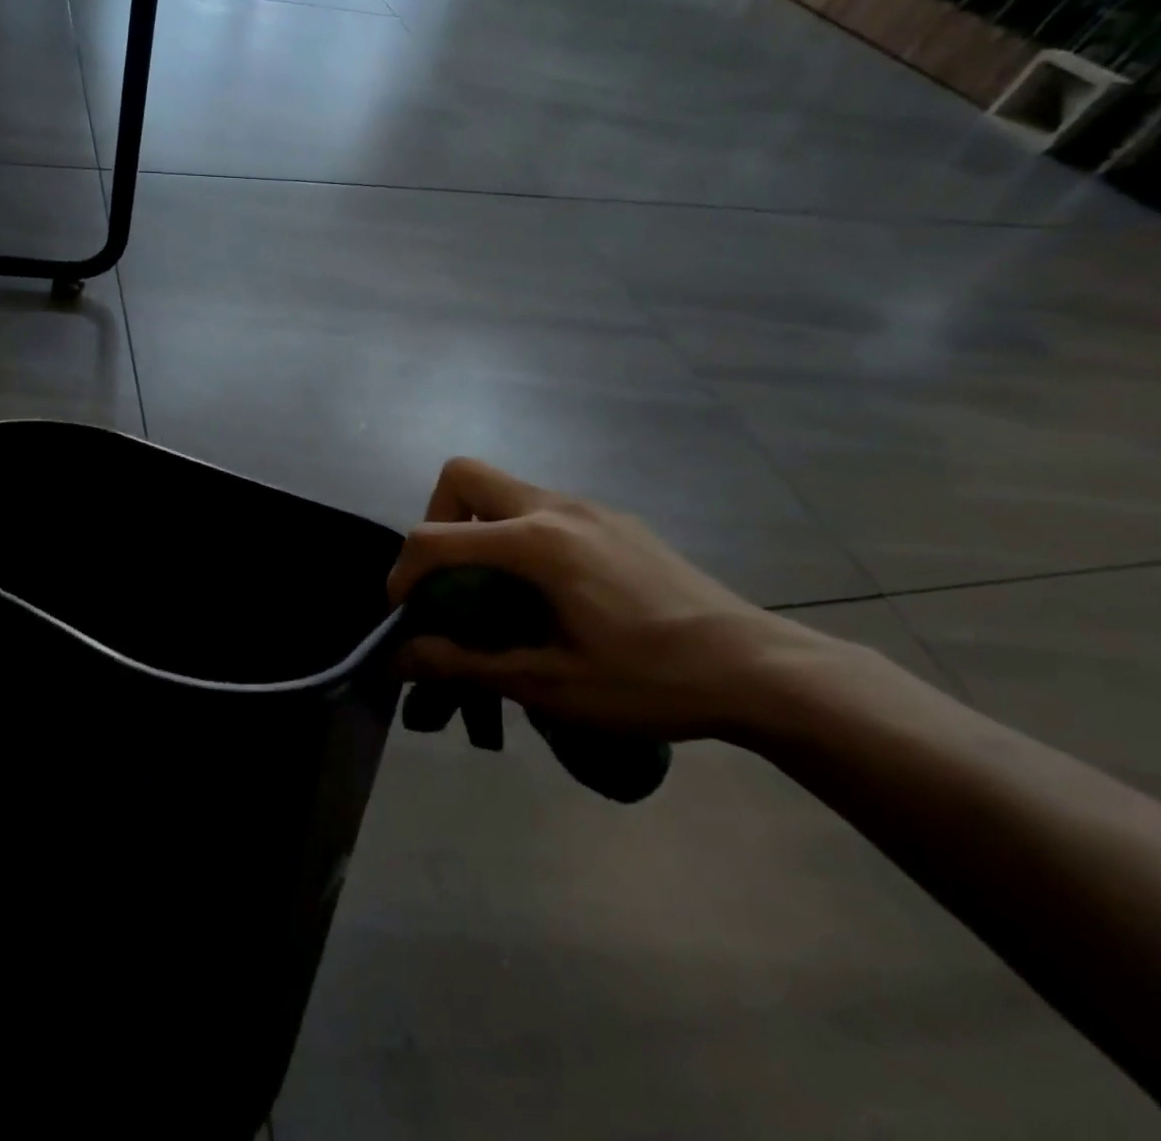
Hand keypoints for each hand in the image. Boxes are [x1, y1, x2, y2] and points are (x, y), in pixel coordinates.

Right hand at [387, 458, 838, 741]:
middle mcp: (556, 507)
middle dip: (436, 521)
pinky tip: (549, 591)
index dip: (404, 572)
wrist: (761, 669)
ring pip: (503, 490)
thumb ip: (467, 664)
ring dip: (478, 529)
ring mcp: (589, 507)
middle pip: (463, 477)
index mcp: (537, 543)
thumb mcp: (552, 685)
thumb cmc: (653, 681)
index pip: (436, 537)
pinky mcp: (613, 519)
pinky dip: (517, 535)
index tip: (406, 611)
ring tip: (495, 592)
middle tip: (448, 579)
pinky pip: (541, 508)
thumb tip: (399, 658)